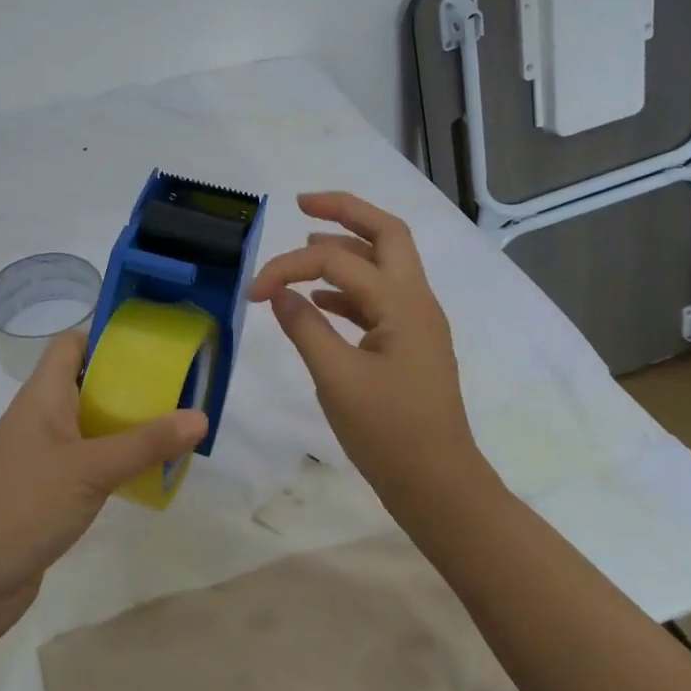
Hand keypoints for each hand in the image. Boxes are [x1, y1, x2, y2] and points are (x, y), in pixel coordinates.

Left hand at [0, 330, 206, 646]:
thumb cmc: (21, 506)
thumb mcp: (90, 470)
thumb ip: (145, 444)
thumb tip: (201, 416)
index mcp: (42, 396)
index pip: (71, 345)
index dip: (106, 337)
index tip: (152, 347)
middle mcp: (40, 419)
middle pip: (86, 384)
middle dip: (130, 385)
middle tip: (178, 391)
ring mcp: (41, 458)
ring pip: (89, 427)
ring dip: (126, 427)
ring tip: (174, 431)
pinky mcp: (46, 493)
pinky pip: (87, 464)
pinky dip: (114, 463)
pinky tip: (145, 476)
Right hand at [249, 191, 490, 501]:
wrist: (439, 486)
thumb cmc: (389, 434)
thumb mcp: (336, 379)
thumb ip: (305, 328)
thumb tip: (279, 293)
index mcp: (402, 303)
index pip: (338, 263)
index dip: (288, 267)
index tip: (252, 293)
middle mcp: (416, 301)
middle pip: (387, 233)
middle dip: (345, 211)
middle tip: (302, 204)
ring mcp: (417, 322)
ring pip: (384, 263)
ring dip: (348, 247)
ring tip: (307, 244)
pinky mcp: (409, 344)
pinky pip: (378, 297)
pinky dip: (348, 288)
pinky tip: (319, 301)